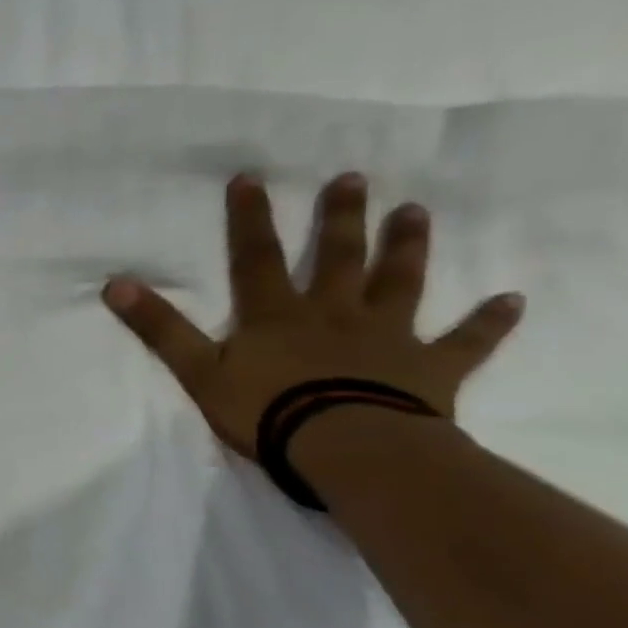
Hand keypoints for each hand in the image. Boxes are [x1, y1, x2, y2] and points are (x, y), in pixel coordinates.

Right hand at [103, 172, 524, 455]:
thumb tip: (114, 283)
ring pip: (400, 285)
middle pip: (340, 258)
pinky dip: (489, 323)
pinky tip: (512, 301)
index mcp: (277, 314)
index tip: (251, 178)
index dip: (250, 218)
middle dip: (343, 218)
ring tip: (416, 213)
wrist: (347, 449)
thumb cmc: (266, 410)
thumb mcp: (196, 370)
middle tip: (354, 179)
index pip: (257, 257)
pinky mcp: (430, 370)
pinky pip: (466, 342)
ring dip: (408, 249)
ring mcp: (387, 338)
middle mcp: (334, 313)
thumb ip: (159, 327)